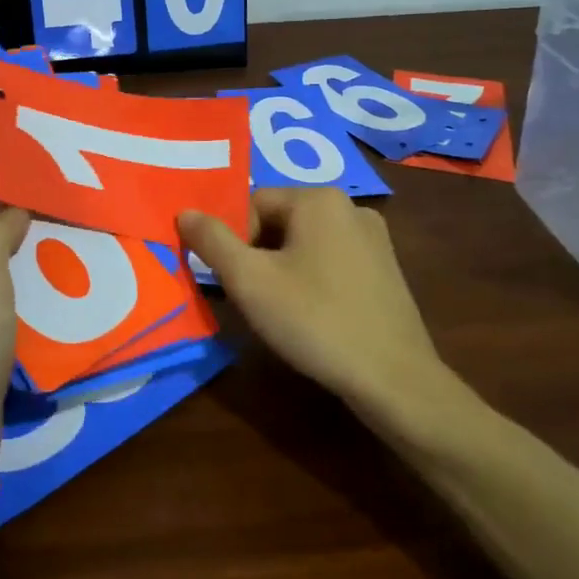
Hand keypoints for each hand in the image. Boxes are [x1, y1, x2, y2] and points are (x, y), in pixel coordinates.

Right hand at [178, 188, 460, 418]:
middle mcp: (351, 207)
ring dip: (282, 269)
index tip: (233, 280)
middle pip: (279, 221)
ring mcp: (375, 239)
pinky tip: (313, 315)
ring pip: (305, 243)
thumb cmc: (314, 320)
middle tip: (252, 297)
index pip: (252, 204)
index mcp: (319, 199)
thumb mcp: (249, 281)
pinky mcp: (386, 269)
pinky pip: (332, 261)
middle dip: (257, 255)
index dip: (233, 241)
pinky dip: (312, 280)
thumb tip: (184, 212)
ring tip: (281, 311)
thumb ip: (212, 241)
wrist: (394, 379)